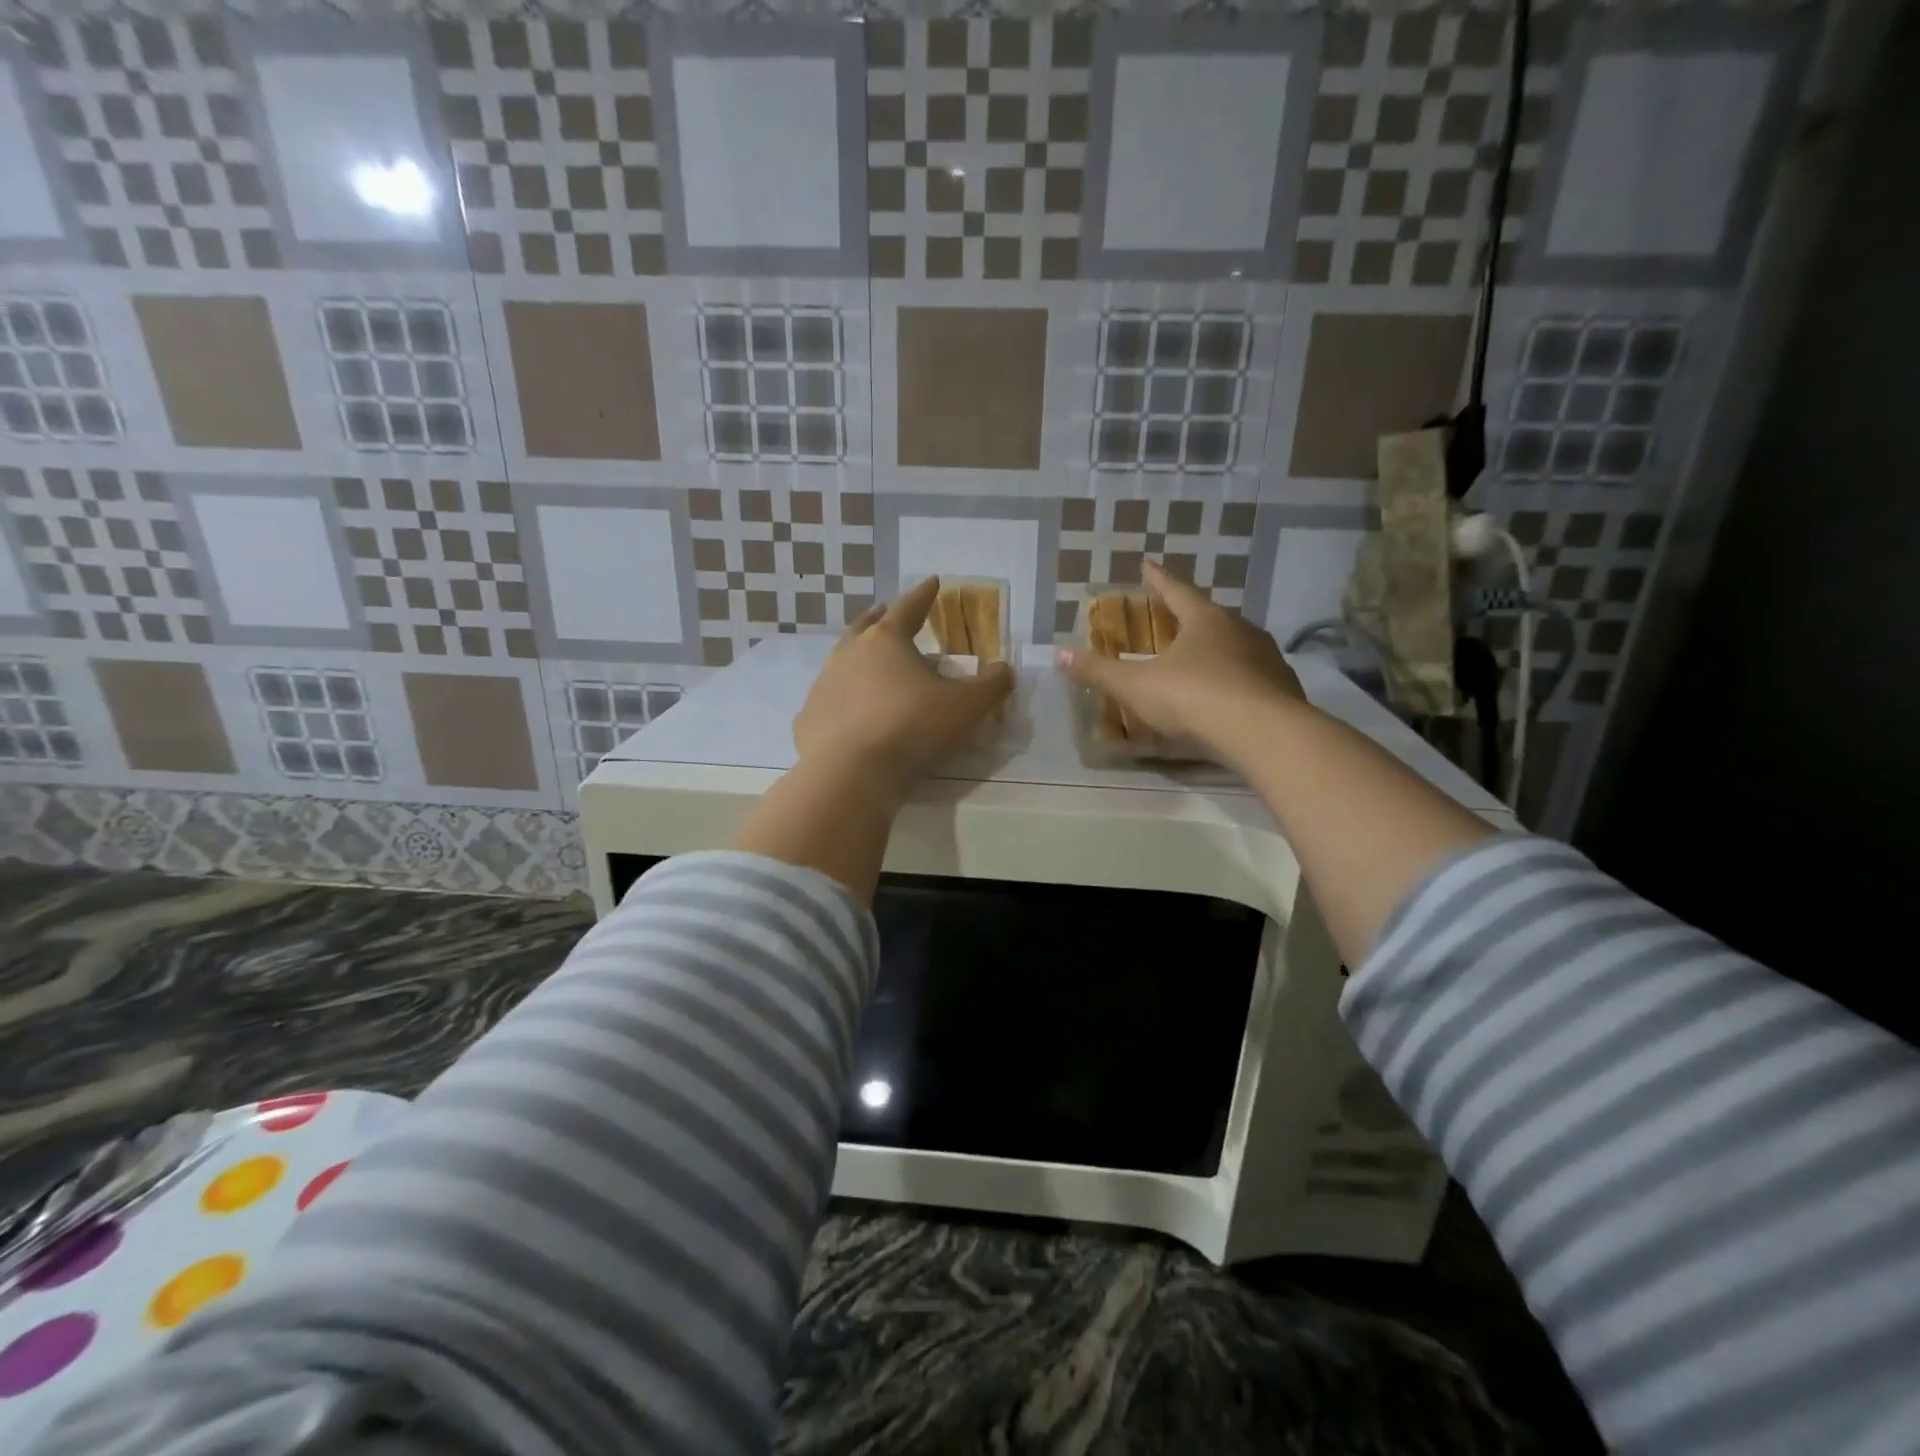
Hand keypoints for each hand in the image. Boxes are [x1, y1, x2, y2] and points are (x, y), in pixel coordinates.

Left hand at [794, 576, 1014, 800]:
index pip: (909, 607)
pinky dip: (843, 698)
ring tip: (870, 663)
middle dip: (880, 617)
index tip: (933, 581)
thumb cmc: (912, 728)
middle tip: (886, 612)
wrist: (849, 772)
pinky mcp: (809, 717)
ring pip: (842, 660)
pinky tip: (850, 712)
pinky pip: (830, 699)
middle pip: (865, 626)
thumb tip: (1005, 670)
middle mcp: (849, 653)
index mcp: (887, 640)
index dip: (924, 594)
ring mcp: (824, 684)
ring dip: (858, 656)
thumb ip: (991, 686)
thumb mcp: (965, 707)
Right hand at [1056, 559, 1303, 766]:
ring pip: (1235, 645)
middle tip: (1173, 615)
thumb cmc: (1194, 698)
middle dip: (1189, 614)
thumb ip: (1099, 672)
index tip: (1146, 564)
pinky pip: (1251, 675)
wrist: (1264, 734)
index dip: (1157, 578)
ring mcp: (1266, 658)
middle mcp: (1240, 629)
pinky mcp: (1282, 688)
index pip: (1176, 590)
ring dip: (1216, 647)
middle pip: (1209, 615)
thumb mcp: (1136, 687)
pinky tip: (1226, 694)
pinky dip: (1235, 678)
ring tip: (1200, 656)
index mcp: (1204, 620)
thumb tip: (1059, 654)